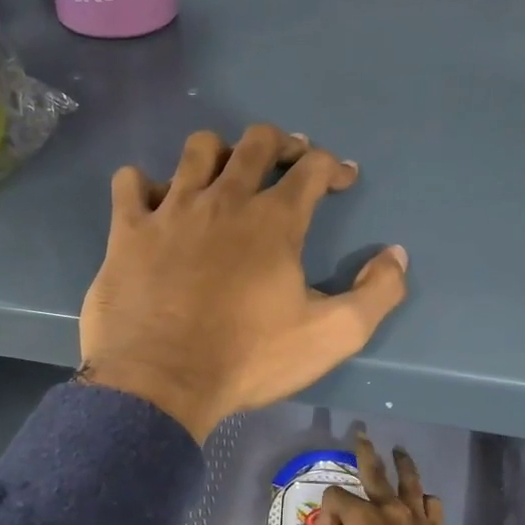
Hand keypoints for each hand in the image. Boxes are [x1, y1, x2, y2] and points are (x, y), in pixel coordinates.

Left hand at [80, 126, 409, 442]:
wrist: (160, 382)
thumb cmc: (248, 359)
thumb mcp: (331, 336)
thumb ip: (376, 294)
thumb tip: (396, 255)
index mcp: (274, 221)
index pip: (312, 168)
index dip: (334, 166)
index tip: (342, 179)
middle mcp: (224, 200)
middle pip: (256, 142)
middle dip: (281, 143)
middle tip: (288, 160)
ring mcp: (171, 210)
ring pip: (197, 150)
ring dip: (218, 153)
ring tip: (224, 175)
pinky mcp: (128, 230)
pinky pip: (131, 182)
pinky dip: (145, 185)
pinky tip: (156, 204)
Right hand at [289, 434, 480, 524]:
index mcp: (364, 519)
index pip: (336, 496)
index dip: (328, 508)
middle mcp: (389, 509)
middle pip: (375, 471)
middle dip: (366, 452)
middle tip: (362, 434)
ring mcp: (416, 516)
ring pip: (409, 480)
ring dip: (403, 463)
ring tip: (399, 451)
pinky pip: (431, 503)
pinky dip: (424, 498)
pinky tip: (422, 500)